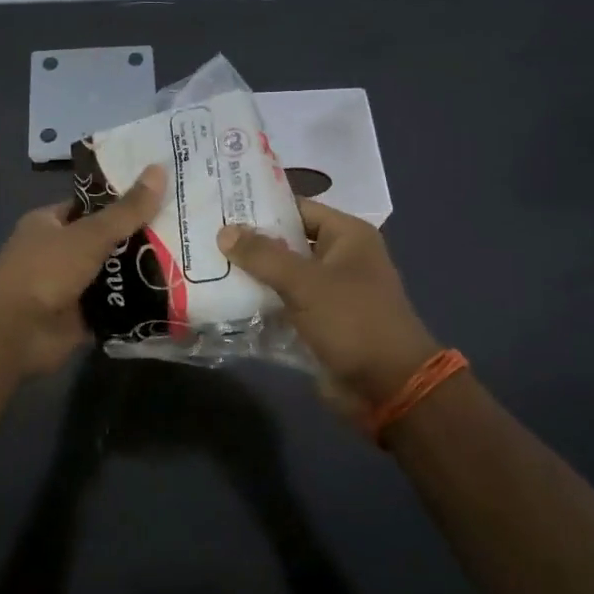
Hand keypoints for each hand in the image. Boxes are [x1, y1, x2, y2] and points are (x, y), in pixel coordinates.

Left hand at [0, 165, 167, 379]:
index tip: (163, 195)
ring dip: (142, 271)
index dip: (124, 199)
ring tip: (189, 259)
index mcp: (49, 223)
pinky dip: (137, 302)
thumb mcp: (89, 234)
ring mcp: (69, 286)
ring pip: (113, 273)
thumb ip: (126, 210)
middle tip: (186, 228)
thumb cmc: (45, 272)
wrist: (15, 335)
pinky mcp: (82, 317)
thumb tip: (159, 169)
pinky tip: (174, 294)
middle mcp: (58, 252)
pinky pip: (115, 304)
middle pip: (106, 239)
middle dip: (140, 237)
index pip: (92, 205)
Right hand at [217, 199, 439, 413]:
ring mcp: (329, 293)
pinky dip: (260, 304)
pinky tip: (224, 300)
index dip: (261, 206)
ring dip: (251, 275)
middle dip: (250, 242)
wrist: (389, 388)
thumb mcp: (306, 283)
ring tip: (205, 265)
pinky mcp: (318, 323)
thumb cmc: (354, 322)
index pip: (297, 208)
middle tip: (204, 234)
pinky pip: (283, 305)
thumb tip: (224, 230)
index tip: (220, 205)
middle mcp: (339, 258)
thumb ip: (263, 256)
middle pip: (287, 242)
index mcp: (348, 237)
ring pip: (282, 276)